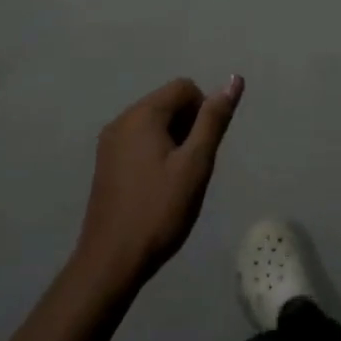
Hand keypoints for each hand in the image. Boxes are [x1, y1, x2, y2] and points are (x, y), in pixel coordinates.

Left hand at [74, 76, 243, 291]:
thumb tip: (234, 79)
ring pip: (154, 123)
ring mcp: (109, 142)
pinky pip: (139, 141)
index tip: (203, 149)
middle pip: (168, 103)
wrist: (111, 261)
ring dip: (174, 142)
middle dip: (188, 127)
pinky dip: (156, 153)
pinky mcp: (105, 163)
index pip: (185, 87)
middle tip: (192, 168)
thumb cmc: (159, 210)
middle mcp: (121, 120)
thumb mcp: (195, 164)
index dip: (203, 112)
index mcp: (142, 115)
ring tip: (177, 181)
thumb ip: (214, 119)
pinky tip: (158, 187)